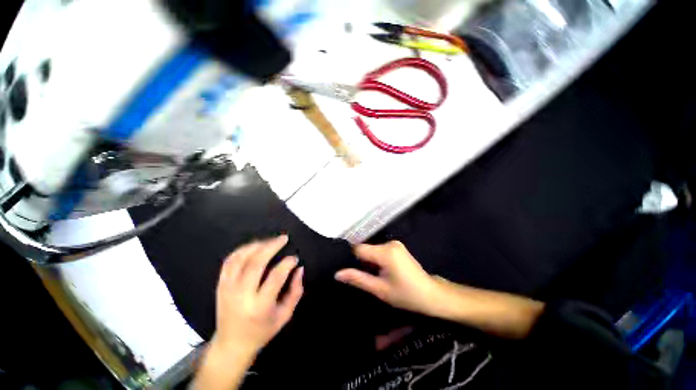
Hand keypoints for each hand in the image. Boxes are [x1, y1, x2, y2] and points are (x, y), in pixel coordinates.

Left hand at [212, 235, 303, 358]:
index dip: (287, 263)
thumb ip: (295, 291)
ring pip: (240, 259)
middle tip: (283, 238)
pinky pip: (229, 262)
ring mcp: (228, 289)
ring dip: (257, 245)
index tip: (294, 258)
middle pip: (255, 263)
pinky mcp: (220, 286)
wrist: (231, 344)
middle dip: (271, 246)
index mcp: (260, 306)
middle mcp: (241, 296)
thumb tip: (299, 269)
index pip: (275, 277)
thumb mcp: (285, 315)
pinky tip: (253, 246)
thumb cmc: (262, 331)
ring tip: (270, 240)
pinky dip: (242, 250)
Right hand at [335, 241, 440, 316]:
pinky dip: (377, 260)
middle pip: (366, 249)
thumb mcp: (379, 289)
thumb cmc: (406, 295)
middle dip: (361, 262)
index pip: (359, 249)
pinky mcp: (398, 247)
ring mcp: (395, 244)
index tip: (347, 271)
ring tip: (372, 276)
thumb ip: (358, 279)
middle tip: (361, 278)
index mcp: (385, 252)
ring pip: (372, 250)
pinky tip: (381, 272)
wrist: (432, 295)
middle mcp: (390, 243)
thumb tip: (337, 273)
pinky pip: (380, 251)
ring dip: (369, 262)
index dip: (351, 259)